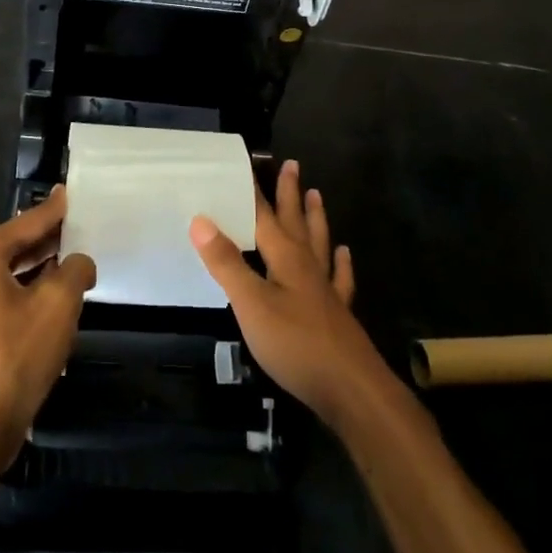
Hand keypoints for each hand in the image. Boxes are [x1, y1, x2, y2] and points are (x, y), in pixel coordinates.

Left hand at [0, 187, 95, 472]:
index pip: (26, 223)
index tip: (70, 194)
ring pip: (9, 275)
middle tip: (80, 226)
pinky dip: (27, 294)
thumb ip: (74, 270)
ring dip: (40, 270)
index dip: (54, 210)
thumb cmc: (12, 358)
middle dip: (48, 239)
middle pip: (15, 246)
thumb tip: (78, 263)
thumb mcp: (57, 305)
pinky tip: (53, 302)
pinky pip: (3, 300)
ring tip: (74, 261)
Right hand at [190, 161, 390, 426]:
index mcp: (286, 258)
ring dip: (315, 218)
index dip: (254, 192)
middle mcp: (308, 266)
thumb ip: (226, 263)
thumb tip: (200, 219)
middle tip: (292, 165)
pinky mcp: (338, 314)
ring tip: (317, 195)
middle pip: (296, 222)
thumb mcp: (251, 304)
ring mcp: (326, 290)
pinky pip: (339, 278)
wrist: (351, 388)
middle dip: (290, 194)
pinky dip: (341, 263)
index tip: (248, 164)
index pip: (265, 216)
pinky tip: (344, 255)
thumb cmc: (295, 344)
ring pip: (319, 243)